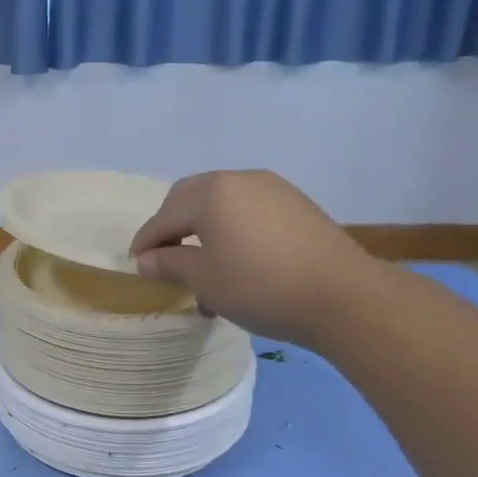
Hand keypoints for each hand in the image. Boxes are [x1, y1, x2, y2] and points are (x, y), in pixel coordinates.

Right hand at [129, 169, 382, 344]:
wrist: (343, 296)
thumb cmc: (259, 286)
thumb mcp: (204, 279)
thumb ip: (169, 264)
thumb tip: (147, 260)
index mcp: (211, 193)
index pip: (165, 216)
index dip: (146, 241)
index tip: (134, 263)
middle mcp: (240, 180)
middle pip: (191, 198)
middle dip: (172, 226)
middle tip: (163, 257)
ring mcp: (273, 189)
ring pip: (222, 205)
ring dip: (203, 230)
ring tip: (202, 267)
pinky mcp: (297, 205)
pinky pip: (249, 212)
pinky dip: (232, 231)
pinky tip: (236, 262)